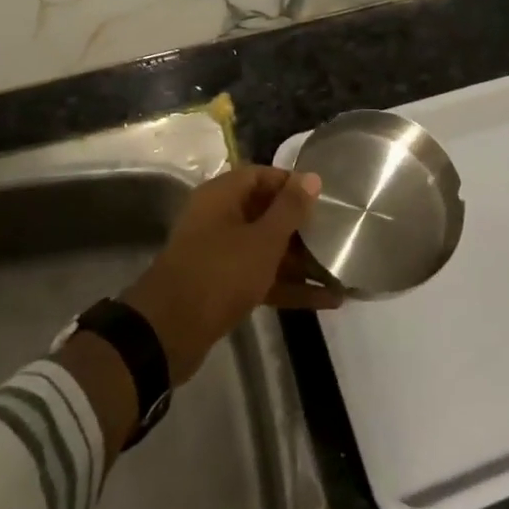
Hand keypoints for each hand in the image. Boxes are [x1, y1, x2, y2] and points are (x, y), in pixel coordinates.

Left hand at [121, 166, 342, 383]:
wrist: (168, 333)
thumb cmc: (220, 273)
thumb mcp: (262, 240)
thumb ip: (290, 209)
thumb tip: (312, 177)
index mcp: (222, 195)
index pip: (262, 175)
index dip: (293, 184)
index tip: (324, 197)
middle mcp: (219, 218)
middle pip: (266, 212)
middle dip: (301, 226)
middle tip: (337, 234)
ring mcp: (220, 254)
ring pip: (266, 249)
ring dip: (300, 261)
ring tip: (340, 270)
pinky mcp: (223, 287)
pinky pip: (261, 277)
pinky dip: (289, 286)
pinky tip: (326, 300)